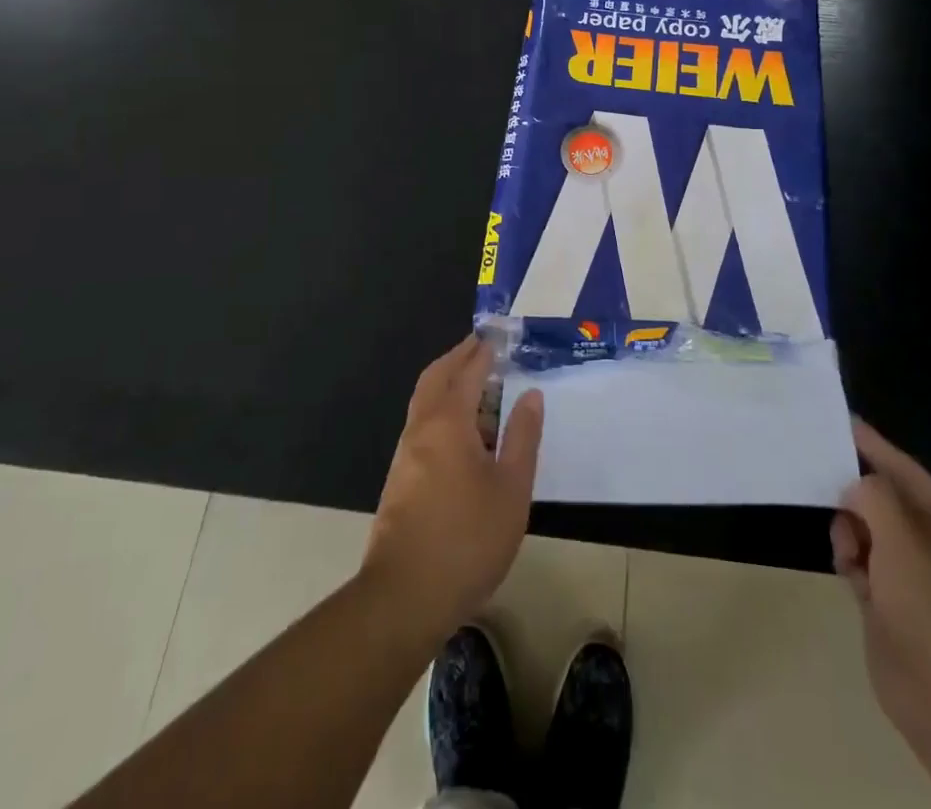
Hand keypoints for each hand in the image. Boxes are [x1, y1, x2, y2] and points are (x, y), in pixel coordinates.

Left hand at [361, 335, 544, 636]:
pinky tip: (463, 433)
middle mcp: (421, 428)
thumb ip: (522, 437)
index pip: (467, 371)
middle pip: (436, 377)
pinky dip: (442, 410)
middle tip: (483, 348)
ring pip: (425, 401)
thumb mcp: (511, 489)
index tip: (498, 335)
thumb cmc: (467, 539)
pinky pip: (423, 424)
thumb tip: (530, 394)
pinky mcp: (400, 478)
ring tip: (480, 386)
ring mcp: (406, 453)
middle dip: (459, 357)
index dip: (483, 351)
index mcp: (448, 422)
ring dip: (449, 383)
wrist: (404, 597)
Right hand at [831, 416, 930, 758]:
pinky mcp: (893, 611)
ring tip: (848, 549)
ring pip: (870, 534)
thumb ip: (874, 495)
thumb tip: (855, 488)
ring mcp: (916, 583)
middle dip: (858, 495)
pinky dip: (852, 562)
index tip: (843, 422)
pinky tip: (847, 570)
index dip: (876, 447)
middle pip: (887, 504)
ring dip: (852, 532)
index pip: (909, 473)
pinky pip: (864, 566)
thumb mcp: (903, 535)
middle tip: (828, 486)